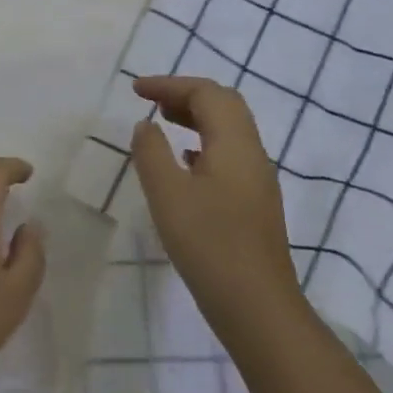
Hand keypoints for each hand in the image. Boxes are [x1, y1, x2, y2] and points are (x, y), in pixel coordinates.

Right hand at [130, 77, 303, 343]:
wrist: (257, 307)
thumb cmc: (208, 243)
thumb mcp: (167, 193)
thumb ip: (152, 152)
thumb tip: (146, 126)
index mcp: (235, 144)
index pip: (207, 94)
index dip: (170, 85)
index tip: (135, 90)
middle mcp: (253, 155)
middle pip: (224, 105)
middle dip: (186, 95)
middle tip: (150, 102)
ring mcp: (257, 180)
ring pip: (228, 131)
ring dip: (195, 118)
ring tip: (161, 124)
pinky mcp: (253, 203)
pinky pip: (228, 155)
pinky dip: (202, 144)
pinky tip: (183, 163)